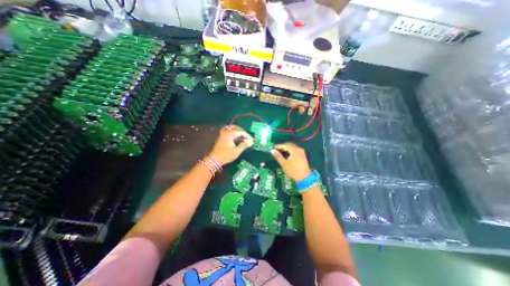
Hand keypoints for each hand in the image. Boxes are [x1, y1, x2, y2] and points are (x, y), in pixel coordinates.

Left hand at [209, 124, 253, 165]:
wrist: (214, 160)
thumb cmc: (226, 155)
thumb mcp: (237, 151)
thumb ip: (244, 145)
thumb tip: (251, 141)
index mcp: (229, 134)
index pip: (241, 132)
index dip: (247, 135)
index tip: (252, 140)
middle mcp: (226, 132)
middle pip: (235, 127)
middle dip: (242, 131)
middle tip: (247, 137)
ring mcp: (222, 134)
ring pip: (231, 129)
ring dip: (238, 131)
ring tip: (243, 137)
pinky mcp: (221, 137)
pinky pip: (228, 131)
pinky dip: (233, 133)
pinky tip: (236, 137)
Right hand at [270, 141, 310, 180]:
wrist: (304, 178)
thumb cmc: (293, 170)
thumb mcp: (284, 164)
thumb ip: (278, 156)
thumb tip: (272, 150)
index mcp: (294, 150)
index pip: (285, 145)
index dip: (278, 146)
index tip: (272, 148)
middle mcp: (298, 149)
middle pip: (289, 145)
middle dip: (282, 147)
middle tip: (276, 150)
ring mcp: (301, 152)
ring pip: (292, 147)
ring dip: (286, 149)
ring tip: (280, 153)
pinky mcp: (302, 155)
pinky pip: (295, 150)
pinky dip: (290, 151)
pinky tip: (286, 155)